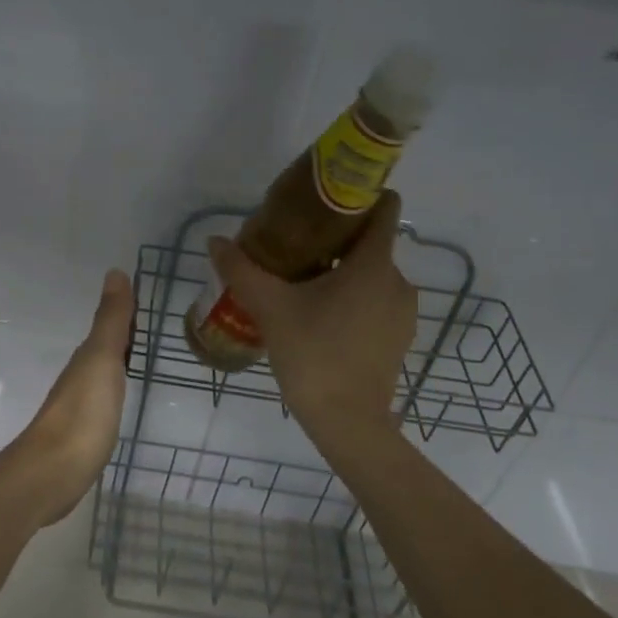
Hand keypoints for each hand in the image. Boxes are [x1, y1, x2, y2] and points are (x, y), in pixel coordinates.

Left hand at [0, 269, 133, 529]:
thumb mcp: (102, 360)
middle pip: (104, 350)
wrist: (53, 473)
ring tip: (140, 359)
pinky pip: (102, 402)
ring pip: (101, 375)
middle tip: (150, 327)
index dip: (126, 314)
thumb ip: (110, 321)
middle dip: (123, 337)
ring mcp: (79, 408)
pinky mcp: (82, 436)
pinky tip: (119, 400)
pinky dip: (113, 392)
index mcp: (86, 358)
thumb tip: (114, 272)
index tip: (146, 301)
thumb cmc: (83, 414)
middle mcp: (80, 378)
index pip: (109, 327)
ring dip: (117, 364)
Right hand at [207, 192, 416, 449]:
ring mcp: (402, 312)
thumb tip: (215, 241)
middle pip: (370, 243)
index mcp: (373, 264)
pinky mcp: (398, 337)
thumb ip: (241, 270)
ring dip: (343, 272)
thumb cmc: (313, 354)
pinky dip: (352, 298)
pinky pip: (376, 301)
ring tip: (303, 281)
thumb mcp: (270, 308)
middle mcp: (398, 281)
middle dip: (336, 239)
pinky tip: (320, 315)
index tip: (326, 198)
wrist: (347, 422)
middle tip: (295, 245)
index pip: (383, 209)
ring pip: (372, 275)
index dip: (360, 195)